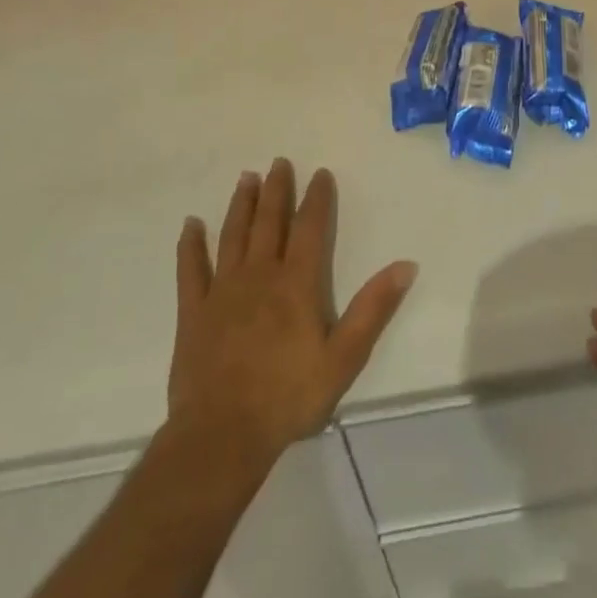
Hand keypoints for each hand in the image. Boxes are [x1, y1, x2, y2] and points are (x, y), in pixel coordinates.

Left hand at [168, 160, 416, 475]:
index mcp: (296, 283)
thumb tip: (406, 264)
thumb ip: (373, 308)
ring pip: (233, 235)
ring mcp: (223, 291)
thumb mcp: (344, 357)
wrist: (222, 436)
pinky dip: (190, 245)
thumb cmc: (289, 397)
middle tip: (278, 162)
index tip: (320, 172)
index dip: (316, 198)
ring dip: (240, 205)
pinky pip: (190, 270)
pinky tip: (191, 224)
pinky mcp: (193, 311)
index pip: (309, 228)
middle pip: (269, 222)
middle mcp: (259, 275)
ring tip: (246, 178)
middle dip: (275, 190)